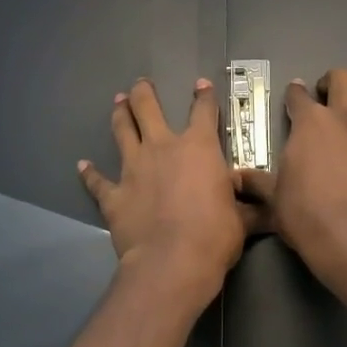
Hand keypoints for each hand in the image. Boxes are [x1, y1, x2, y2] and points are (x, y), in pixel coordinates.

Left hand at [79, 77, 246, 305]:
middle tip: (140, 84)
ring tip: (117, 102)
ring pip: (122, 132)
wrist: (172, 262)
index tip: (201, 84)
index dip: (204, 96)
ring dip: (119, 115)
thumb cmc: (215, 235)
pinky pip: (98, 181)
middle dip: (144, 93)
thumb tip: (264, 207)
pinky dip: (89, 173)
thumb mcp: (242, 218)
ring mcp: (134, 169)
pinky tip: (82, 165)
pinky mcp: (113, 195)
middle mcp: (163, 148)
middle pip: (148, 109)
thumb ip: (247, 206)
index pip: (204, 111)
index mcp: (199, 148)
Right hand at [236, 68, 346, 281]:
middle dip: (331, 82)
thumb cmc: (305, 214)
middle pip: (341, 77)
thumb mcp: (273, 197)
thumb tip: (235, 176)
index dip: (294, 94)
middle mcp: (342, 116)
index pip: (298, 94)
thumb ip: (257, 181)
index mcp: (309, 122)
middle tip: (325, 98)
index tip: (294, 98)